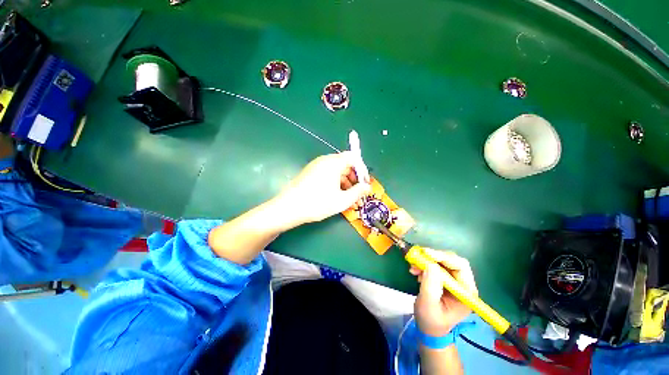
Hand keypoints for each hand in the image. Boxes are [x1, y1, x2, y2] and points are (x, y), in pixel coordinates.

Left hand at [276, 152, 370, 225]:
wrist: (288, 208)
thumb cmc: (317, 203)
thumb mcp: (342, 200)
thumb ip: (358, 192)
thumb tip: (367, 187)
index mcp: (333, 163)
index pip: (353, 158)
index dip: (362, 170)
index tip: (365, 184)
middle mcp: (324, 161)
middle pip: (345, 164)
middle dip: (354, 179)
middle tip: (358, 194)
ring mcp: (316, 166)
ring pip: (337, 171)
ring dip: (346, 183)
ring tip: (349, 199)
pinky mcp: (310, 173)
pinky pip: (328, 175)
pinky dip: (335, 183)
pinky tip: (337, 196)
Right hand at [411, 249, 477, 336]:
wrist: (429, 328)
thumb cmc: (431, 320)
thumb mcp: (428, 305)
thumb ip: (430, 286)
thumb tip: (431, 265)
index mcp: (466, 292)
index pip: (460, 266)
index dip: (443, 257)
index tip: (425, 253)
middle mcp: (463, 284)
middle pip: (452, 261)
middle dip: (434, 257)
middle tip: (418, 256)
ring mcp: (454, 281)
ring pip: (443, 262)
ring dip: (427, 261)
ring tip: (414, 267)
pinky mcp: (445, 279)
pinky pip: (436, 265)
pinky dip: (424, 265)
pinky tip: (416, 271)